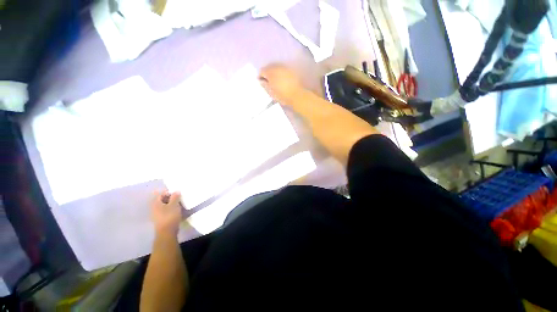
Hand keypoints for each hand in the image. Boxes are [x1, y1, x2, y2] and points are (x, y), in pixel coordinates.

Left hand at [151, 191, 182, 235]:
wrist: (167, 232)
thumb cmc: (170, 216)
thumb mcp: (174, 204)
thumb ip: (175, 197)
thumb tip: (176, 191)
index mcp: (156, 203)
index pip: (160, 194)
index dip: (168, 192)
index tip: (177, 193)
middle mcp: (154, 208)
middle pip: (162, 200)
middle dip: (170, 198)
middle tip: (179, 198)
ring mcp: (157, 215)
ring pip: (164, 206)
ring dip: (171, 204)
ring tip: (179, 205)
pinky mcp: (161, 220)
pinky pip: (166, 212)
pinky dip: (171, 210)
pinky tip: (177, 211)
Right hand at [259, 64, 306, 104]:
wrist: (297, 96)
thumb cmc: (282, 96)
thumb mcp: (271, 92)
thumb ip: (264, 85)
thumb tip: (262, 81)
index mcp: (270, 72)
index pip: (262, 71)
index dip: (260, 77)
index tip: (261, 82)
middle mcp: (277, 67)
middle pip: (269, 67)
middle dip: (267, 73)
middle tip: (268, 81)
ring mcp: (285, 68)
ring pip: (277, 67)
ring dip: (274, 72)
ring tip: (275, 80)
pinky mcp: (291, 70)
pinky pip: (283, 69)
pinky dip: (281, 73)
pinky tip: (282, 80)